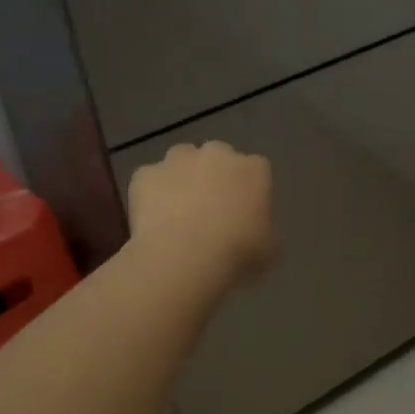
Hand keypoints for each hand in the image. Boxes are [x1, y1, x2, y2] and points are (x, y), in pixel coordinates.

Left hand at [127, 141, 277, 287]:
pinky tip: (153, 220)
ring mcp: (177, 160)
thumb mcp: (269, 250)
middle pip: (217, 157)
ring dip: (182, 178)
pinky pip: (150, 180)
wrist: (184, 259)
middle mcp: (217, 154)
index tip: (244, 213)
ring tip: (178, 212)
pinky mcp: (145, 174)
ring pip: (181, 160)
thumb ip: (265, 232)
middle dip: (214, 177)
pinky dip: (151, 195)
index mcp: (253, 170)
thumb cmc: (237, 254)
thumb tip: (257, 232)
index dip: (249, 190)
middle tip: (210, 210)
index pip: (256, 170)